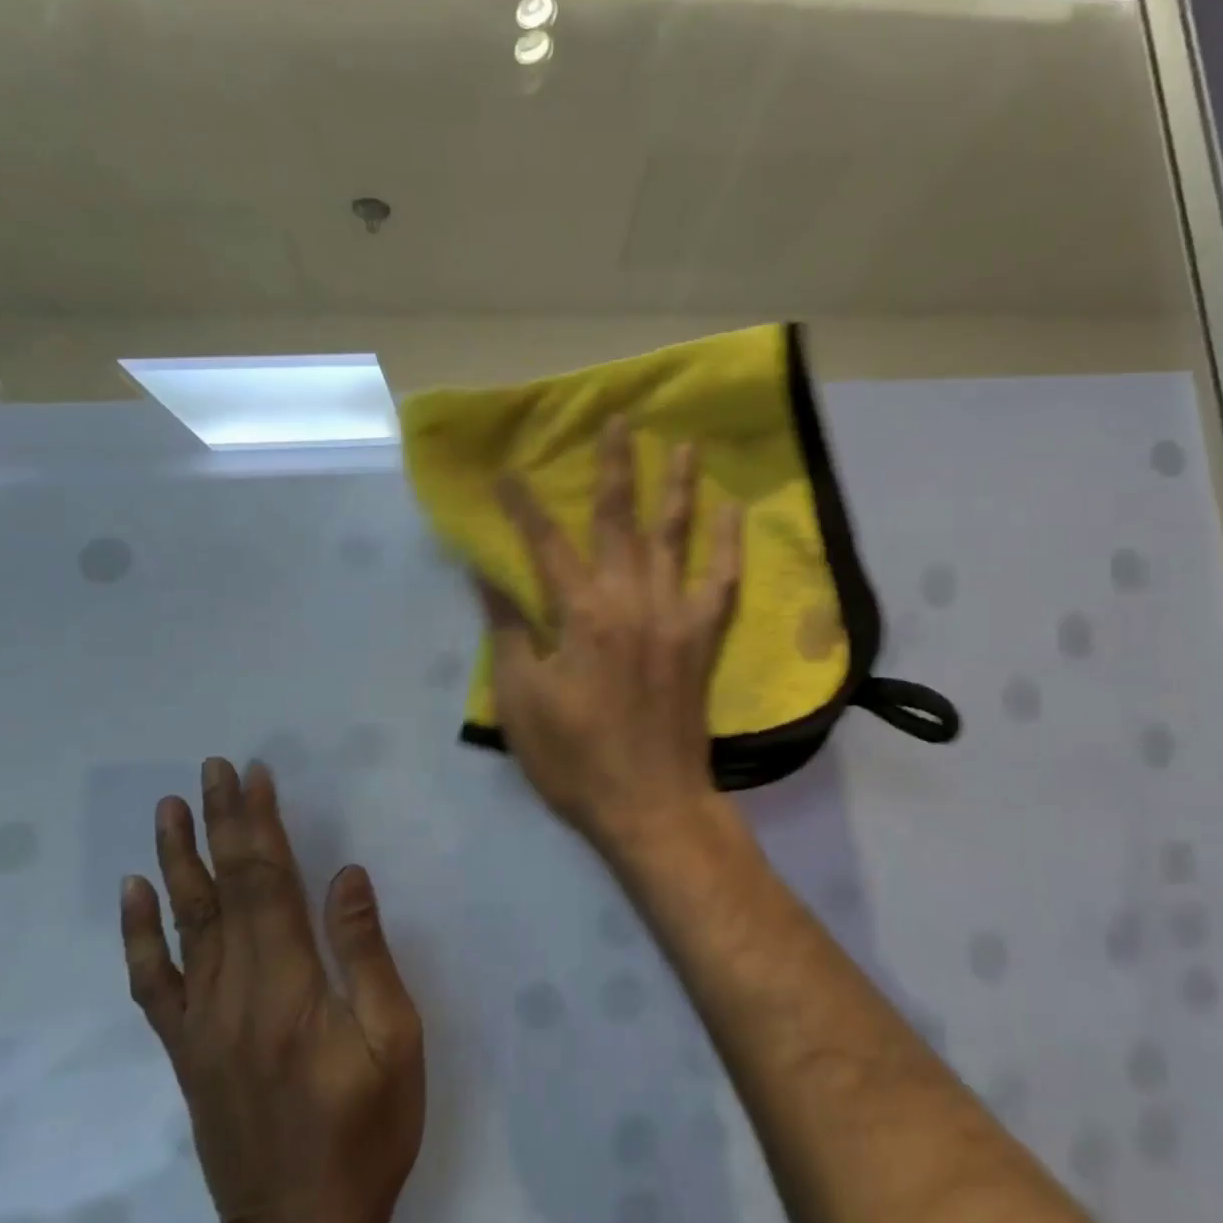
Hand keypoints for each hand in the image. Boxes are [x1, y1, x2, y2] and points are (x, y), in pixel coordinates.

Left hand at [120, 759, 423, 1222]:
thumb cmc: (366, 1132)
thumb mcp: (394, 1042)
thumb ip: (367, 954)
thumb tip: (348, 876)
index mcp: (289, 989)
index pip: (266, 885)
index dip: (258, 826)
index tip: (254, 776)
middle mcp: (234, 996)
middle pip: (223, 891)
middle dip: (220, 824)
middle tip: (213, 769)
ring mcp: (202, 1025)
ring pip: (185, 924)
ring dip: (178, 860)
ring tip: (170, 809)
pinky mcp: (188, 1051)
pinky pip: (156, 982)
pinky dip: (140, 934)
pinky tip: (136, 896)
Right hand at [481, 418, 743, 858]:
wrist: (649, 803)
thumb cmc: (575, 758)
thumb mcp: (522, 699)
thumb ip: (509, 629)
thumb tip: (487, 574)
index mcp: (581, 615)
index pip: (545, 543)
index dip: (525, 506)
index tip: (509, 472)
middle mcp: (631, 600)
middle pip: (619, 520)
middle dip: (616, 466)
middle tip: (619, 420)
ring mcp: (675, 615)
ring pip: (676, 537)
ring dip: (678, 487)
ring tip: (684, 445)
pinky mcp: (704, 637)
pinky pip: (723, 581)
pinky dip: (730, 544)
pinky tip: (735, 509)